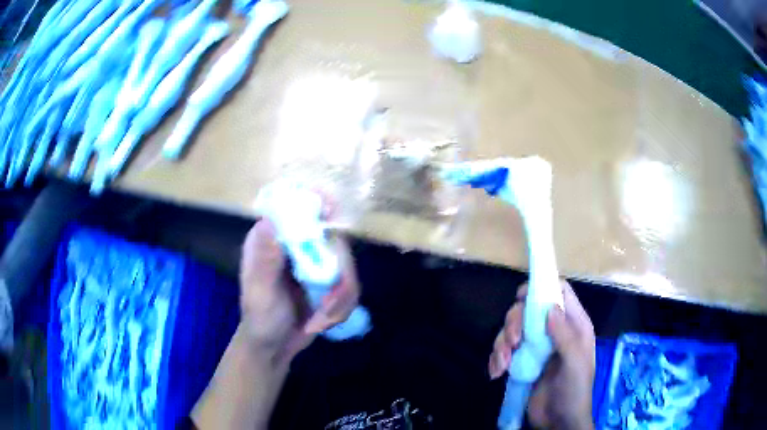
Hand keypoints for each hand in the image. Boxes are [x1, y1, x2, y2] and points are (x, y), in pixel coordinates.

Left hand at [238, 211, 360, 366]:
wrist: (274, 347)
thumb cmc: (260, 319)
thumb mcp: (260, 293)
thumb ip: (265, 262)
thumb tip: (269, 222)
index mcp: (272, 238)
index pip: (295, 206)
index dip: (316, 201)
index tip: (332, 213)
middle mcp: (296, 245)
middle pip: (334, 238)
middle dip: (339, 275)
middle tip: (328, 304)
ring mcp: (316, 263)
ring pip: (347, 266)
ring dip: (341, 298)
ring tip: (322, 320)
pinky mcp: (329, 281)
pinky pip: (350, 286)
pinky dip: (341, 308)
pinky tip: (323, 323)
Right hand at [489, 281, 595, 429]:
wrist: (558, 421)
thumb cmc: (574, 390)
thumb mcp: (575, 363)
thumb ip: (565, 335)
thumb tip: (549, 308)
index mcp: (573, 325)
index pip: (560, 292)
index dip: (542, 287)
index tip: (521, 296)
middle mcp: (553, 331)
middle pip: (528, 309)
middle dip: (515, 322)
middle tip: (513, 342)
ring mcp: (536, 347)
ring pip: (513, 330)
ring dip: (502, 344)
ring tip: (503, 364)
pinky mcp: (521, 363)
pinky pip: (504, 351)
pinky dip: (496, 359)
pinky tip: (496, 373)